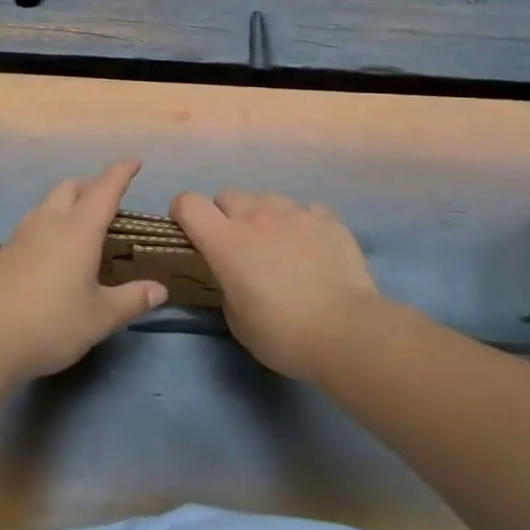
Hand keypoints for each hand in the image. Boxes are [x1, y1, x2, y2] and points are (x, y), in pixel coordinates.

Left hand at [0, 160, 167, 380]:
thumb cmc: (51, 324)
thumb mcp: (100, 317)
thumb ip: (132, 299)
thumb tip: (160, 289)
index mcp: (78, 229)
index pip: (105, 189)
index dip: (121, 172)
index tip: (134, 161)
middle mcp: (50, 221)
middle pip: (72, 186)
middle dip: (93, 187)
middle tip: (109, 207)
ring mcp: (22, 232)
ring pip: (50, 202)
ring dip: (70, 204)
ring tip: (83, 230)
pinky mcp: (5, 249)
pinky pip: (34, 221)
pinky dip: (51, 223)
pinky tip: (54, 253)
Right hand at [171, 189, 378, 379]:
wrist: (347, 331)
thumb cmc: (283, 334)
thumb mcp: (238, 322)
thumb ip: (227, 289)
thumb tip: (235, 279)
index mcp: (225, 241)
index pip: (188, 203)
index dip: (182, 213)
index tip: (188, 231)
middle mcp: (256, 216)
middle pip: (227, 195)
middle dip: (226, 214)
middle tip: (239, 245)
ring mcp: (294, 213)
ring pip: (267, 198)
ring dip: (265, 216)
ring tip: (279, 244)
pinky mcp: (327, 219)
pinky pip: (306, 210)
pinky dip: (303, 224)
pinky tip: (313, 249)